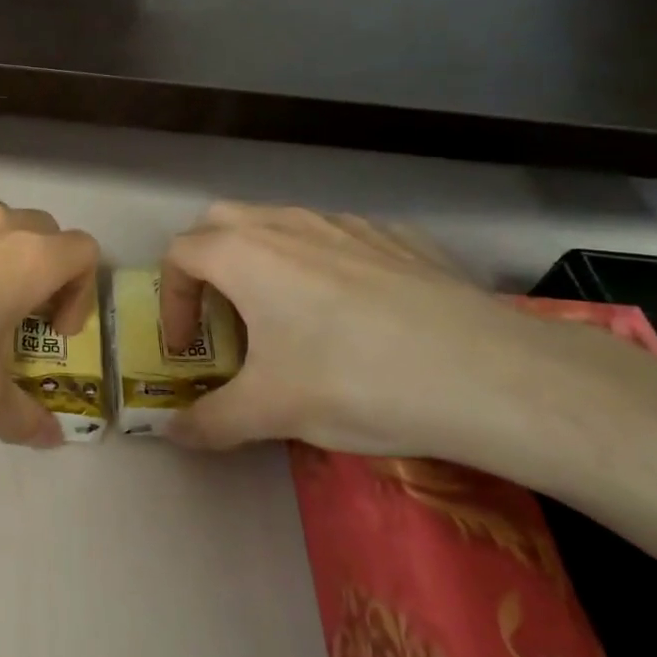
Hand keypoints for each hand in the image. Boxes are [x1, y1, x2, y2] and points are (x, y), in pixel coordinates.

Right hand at [157, 203, 653, 462]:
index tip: (186, 347)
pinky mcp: (396, 237)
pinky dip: (322, 262)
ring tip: (286, 315)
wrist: (485, 373)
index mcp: (244, 254)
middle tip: (223, 316)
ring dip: (263, 259)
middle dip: (207, 263)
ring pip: (281, 224)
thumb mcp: (270, 412)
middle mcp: (286, 224)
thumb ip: (209, 422)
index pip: (180, 256)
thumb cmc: (353, 381)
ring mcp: (346, 223)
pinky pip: (338, 238)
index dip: (171, 301)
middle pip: (221, 222)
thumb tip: (172, 434)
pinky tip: (354, 311)